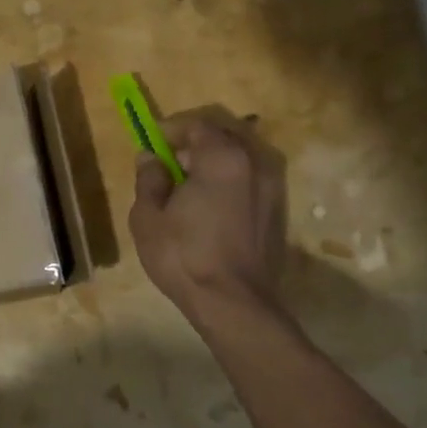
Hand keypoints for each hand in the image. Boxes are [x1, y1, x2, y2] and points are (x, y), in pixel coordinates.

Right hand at [129, 113, 289, 318]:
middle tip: (170, 163)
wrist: (234, 303)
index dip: (171, 129)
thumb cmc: (184, 256)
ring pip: (240, 157)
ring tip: (189, 186)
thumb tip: (151, 158)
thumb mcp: (148, 216)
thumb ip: (149, 179)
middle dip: (195, 142)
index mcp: (222, 158)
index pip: (197, 124)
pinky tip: (210, 206)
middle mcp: (255, 163)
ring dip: (214, 162)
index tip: (152, 143)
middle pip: (224, 135)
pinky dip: (230, 181)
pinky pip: (250, 180)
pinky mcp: (278, 210)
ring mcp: (272, 187)